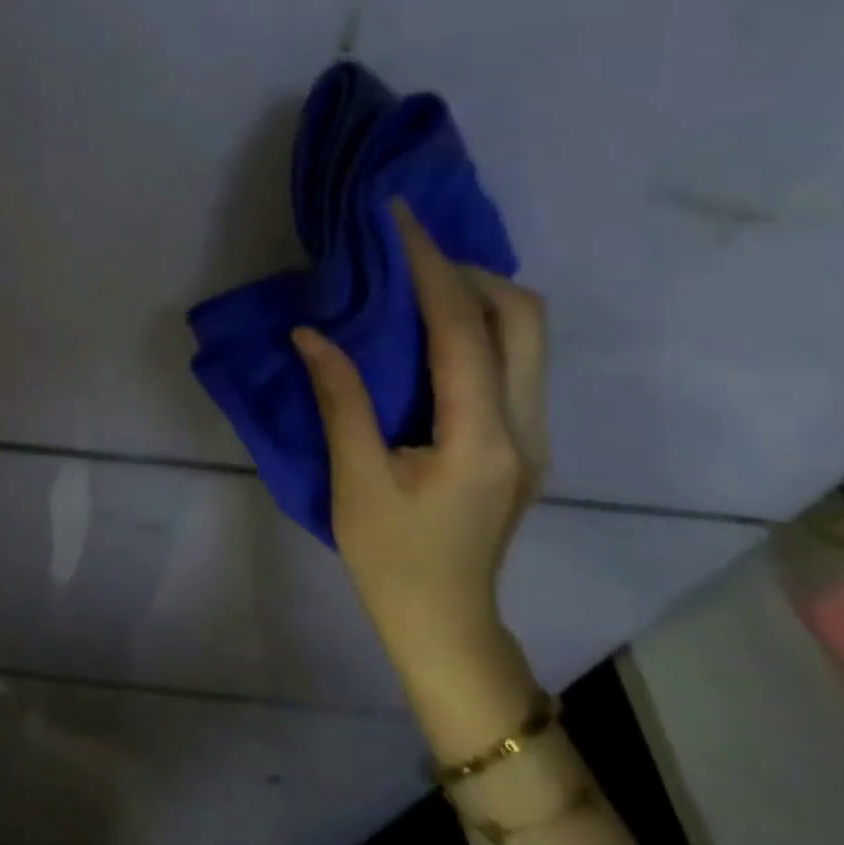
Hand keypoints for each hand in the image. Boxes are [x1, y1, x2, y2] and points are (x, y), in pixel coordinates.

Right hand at [293, 200, 548, 677]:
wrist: (445, 624)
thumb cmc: (392, 558)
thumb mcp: (355, 480)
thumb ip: (340, 399)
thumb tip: (311, 333)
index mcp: (482, 439)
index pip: (463, 330)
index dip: (431, 268)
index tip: (400, 220)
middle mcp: (524, 427)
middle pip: (524, 318)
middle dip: (469, 272)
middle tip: (408, 260)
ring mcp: (532, 435)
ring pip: (527, 337)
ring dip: (477, 297)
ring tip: (414, 287)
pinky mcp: (521, 442)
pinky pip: (512, 361)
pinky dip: (477, 328)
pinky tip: (430, 334)